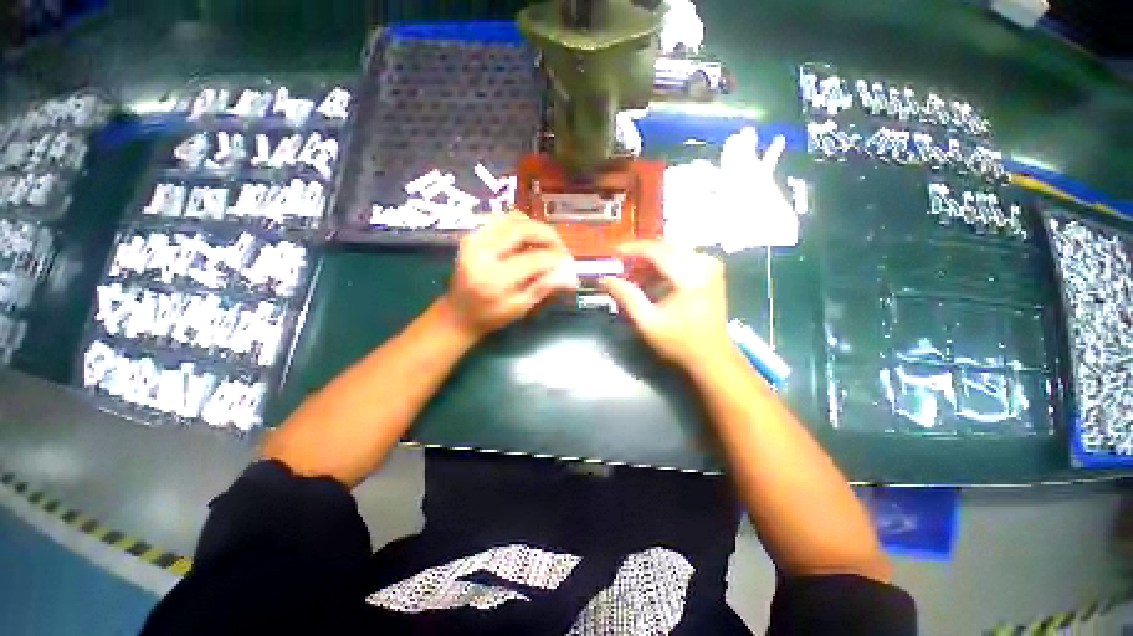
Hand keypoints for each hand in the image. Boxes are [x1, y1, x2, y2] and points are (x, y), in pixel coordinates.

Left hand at [443, 212, 577, 339]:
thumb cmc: (490, 316)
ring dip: (536, 228)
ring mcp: (474, 239)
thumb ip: (544, 288)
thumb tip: (571, 276)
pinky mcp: (472, 234)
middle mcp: (482, 252)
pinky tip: (528, 239)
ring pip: (513, 219)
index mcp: (494, 278)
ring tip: (547, 245)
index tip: (569, 264)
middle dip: (549, 236)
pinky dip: (520, 224)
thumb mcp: (519, 308)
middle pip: (523, 229)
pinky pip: (502, 219)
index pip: (534, 259)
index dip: (557, 258)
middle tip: (561, 249)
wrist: (457, 313)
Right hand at [600, 241, 732, 367]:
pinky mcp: (711, 271)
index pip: (656, 250)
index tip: (612, 254)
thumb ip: (626, 296)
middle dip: (641, 253)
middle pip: (665, 245)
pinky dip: (664, 263)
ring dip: (652, 258)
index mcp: (690, 275)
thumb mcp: (647, 322)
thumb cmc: (679, 342)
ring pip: (673, 248)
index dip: (631, 249)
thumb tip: (605, 279)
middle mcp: (703, 263)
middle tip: (621, 265)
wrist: (712, 356)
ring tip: (634, 274)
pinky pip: (683, 255)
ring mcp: (710, 265)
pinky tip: (652, 278)